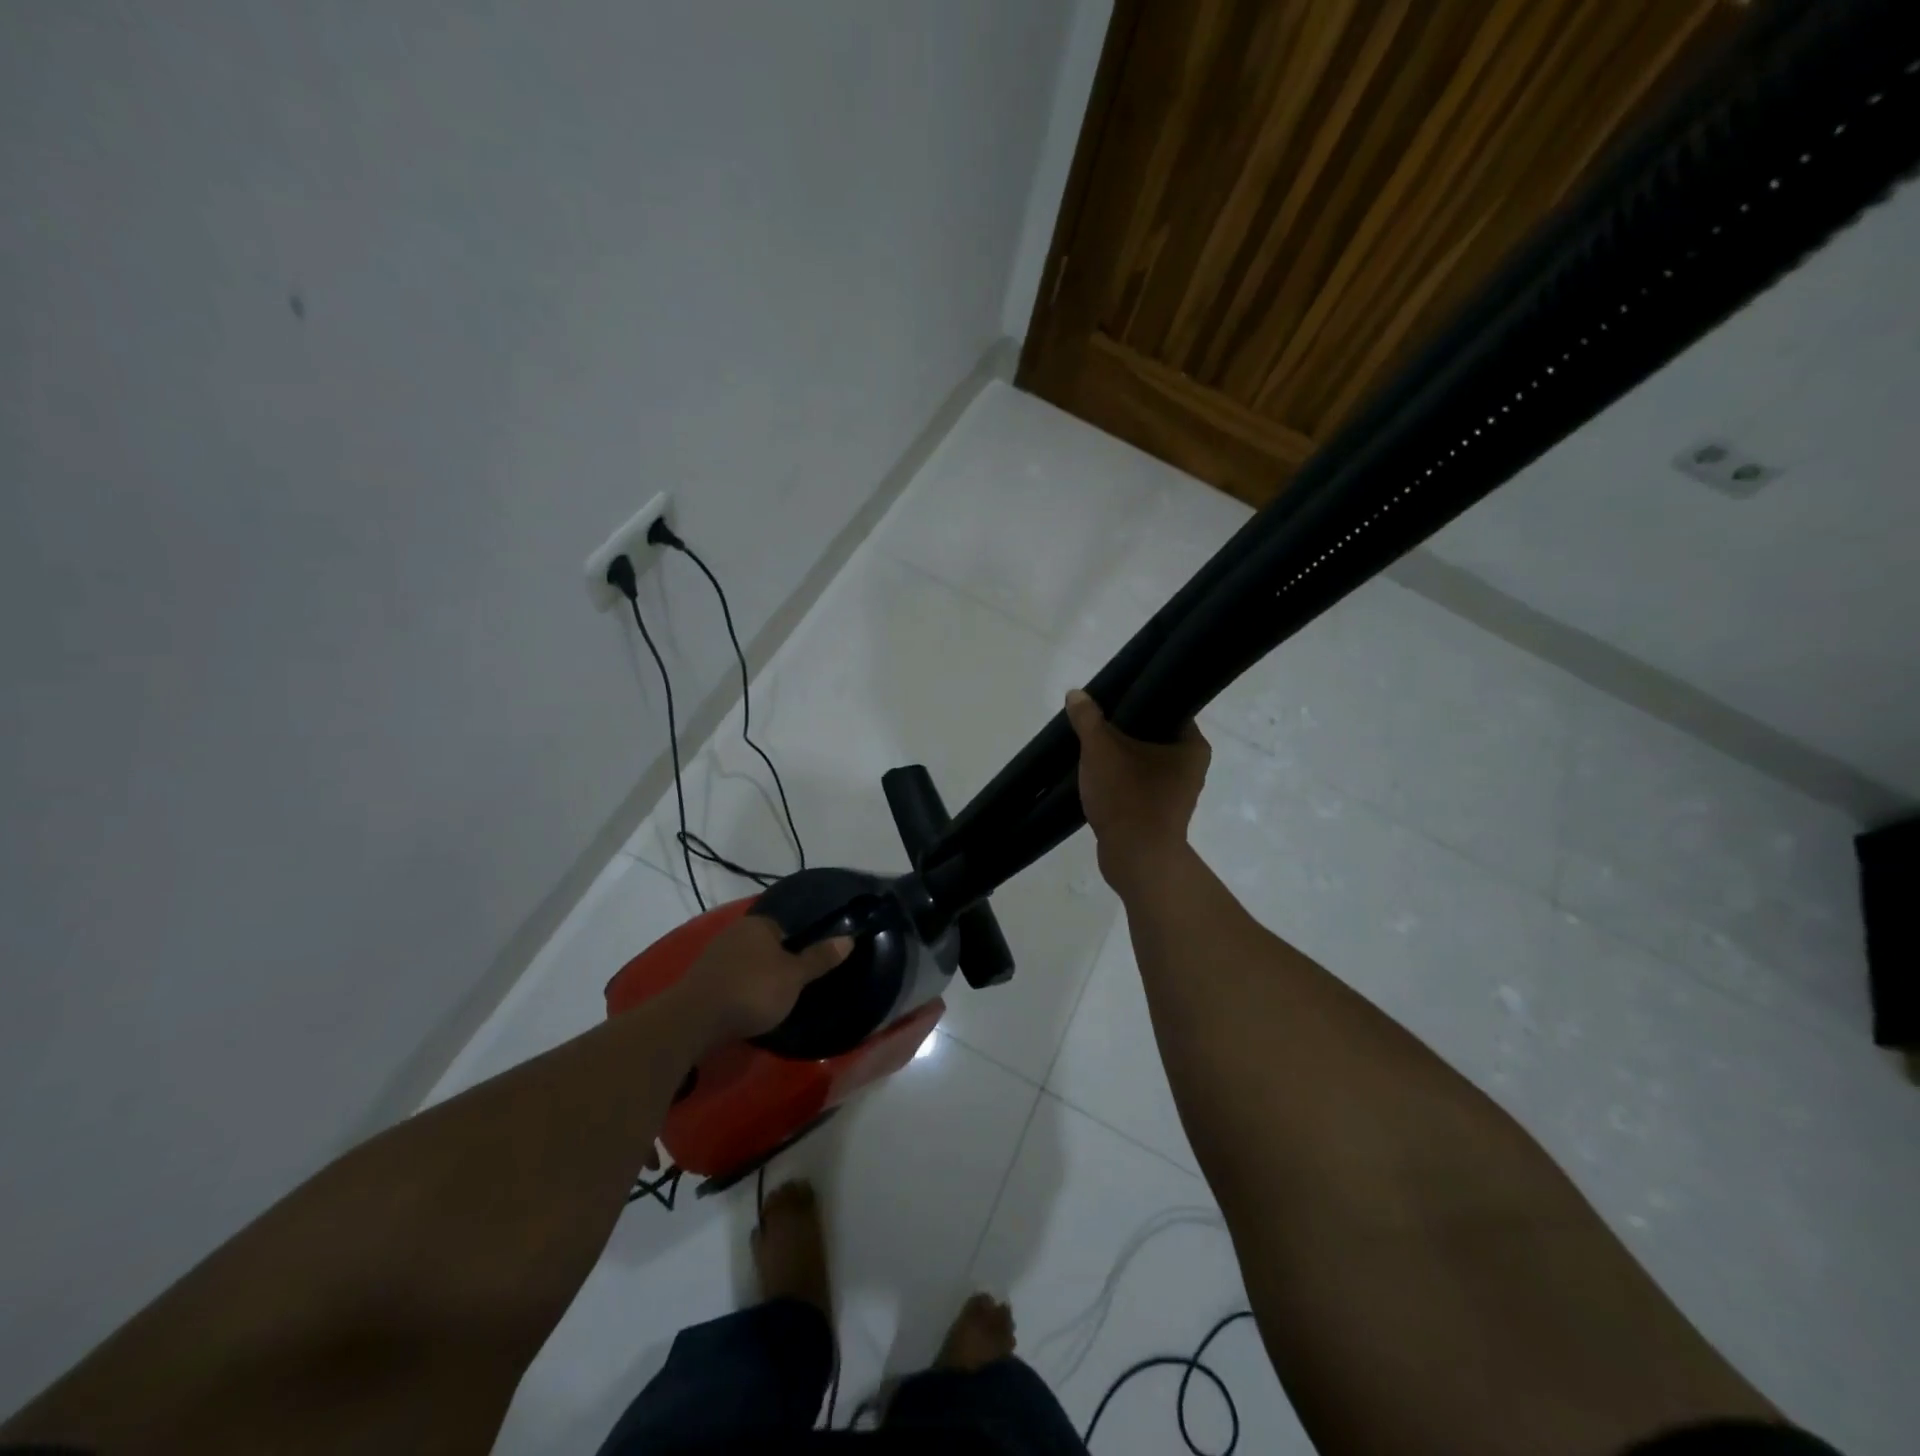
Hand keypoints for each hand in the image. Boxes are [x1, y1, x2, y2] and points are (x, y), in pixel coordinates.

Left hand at [671, 916, 853, 1047]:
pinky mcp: (702, 979)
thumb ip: (820, 958)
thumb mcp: (794, 976)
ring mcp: (715, 955)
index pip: (787, 924)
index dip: (802, 940)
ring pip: (748, 961)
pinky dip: (743, 988)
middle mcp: (735, 932)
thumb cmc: (752, 990)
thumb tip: (849, 938)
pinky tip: (750, 1004)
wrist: (694, 1020)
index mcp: (759, 924)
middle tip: (799, 980)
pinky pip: (732, 978)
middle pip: (766, 942)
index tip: (814, 959)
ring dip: (759, 975)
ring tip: (777, 995)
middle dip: (779, 958)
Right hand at [1065, 688, 1209, 893]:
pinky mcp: (1158, 813)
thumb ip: (1088, 719)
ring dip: (1119, 755)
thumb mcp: (1101, 750)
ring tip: (1090, 744)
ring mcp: (1175, 793)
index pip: (1168, 708)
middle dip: (1123, 729)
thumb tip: (1076, 694)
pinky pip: (1137, 784)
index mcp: (1192, 745)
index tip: (1112, 696)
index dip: (1139, 699)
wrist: (1136, 859)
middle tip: (1095, 719)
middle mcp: (1191, 767)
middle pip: (1152, 734)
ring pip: (1143, 761)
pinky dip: (1119, 779)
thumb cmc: (1128, 798)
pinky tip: (1095, 775)